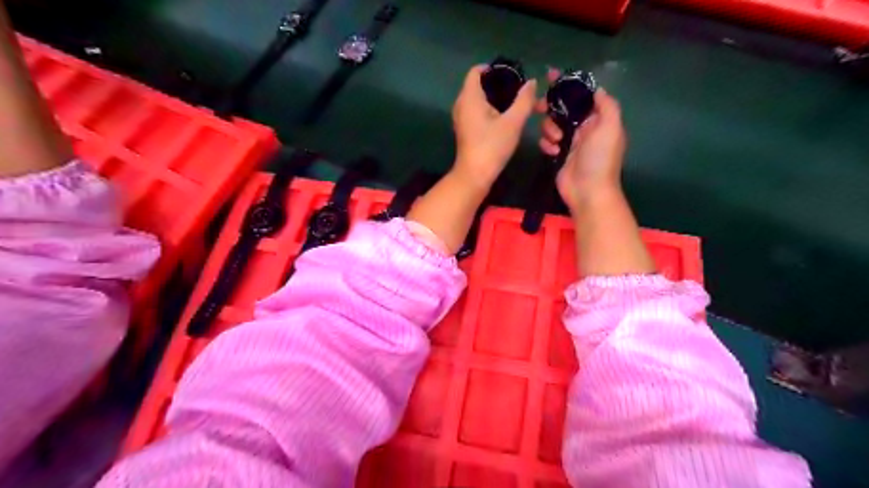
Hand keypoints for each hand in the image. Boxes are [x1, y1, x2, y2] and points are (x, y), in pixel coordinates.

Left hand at [455, 68, 536, 188]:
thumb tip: (531, 82)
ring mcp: (462, 118)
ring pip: (479, 100)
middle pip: (479, 85)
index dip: (493, 68)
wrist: (475, 175)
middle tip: (519, 90)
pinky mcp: (465, 130)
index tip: (512, 74)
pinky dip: (490, 110)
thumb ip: (524, 100)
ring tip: (516, 103)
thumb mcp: (513, 122)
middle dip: (499, 85)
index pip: (476, 71)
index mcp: (470, 97)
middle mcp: (462, 104)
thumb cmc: (492, 146)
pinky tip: (506, 118)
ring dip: (496, 99)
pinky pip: (477, 112)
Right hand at [538, 69, 623, 210]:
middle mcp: (585, 128)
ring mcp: (571, 142)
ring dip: (550, 129)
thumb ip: (606, 105)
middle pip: (564, 108)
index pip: (582, 96)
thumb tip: (596, 89)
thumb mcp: (610, 127)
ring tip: (557, 141)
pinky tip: (552, 152)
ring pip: (553, 124)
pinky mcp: (559, 155)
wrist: (588, 192)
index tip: (550, 76)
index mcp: (599, 119)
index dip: (568, 84)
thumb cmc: (599, 159)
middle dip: (551, 106)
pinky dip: (547, 145)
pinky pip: (547, 142)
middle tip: (538, 107)